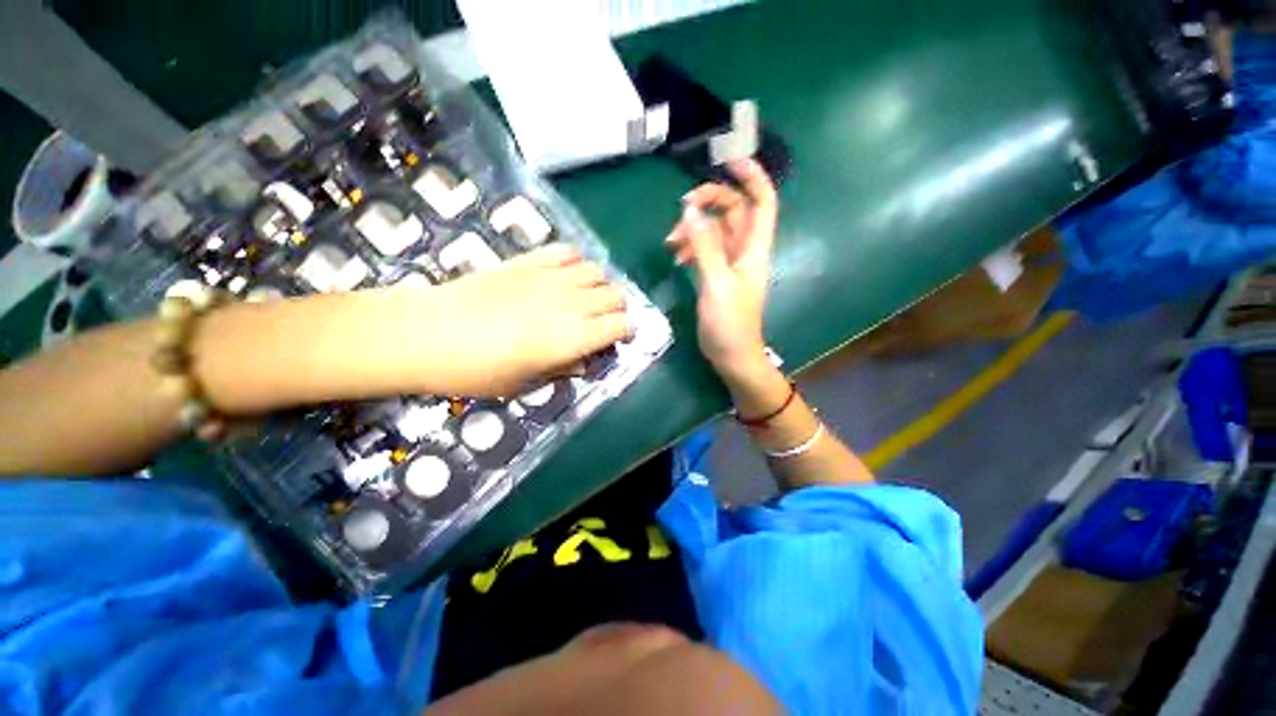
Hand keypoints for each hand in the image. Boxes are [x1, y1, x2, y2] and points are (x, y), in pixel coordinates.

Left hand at [421, 244, 631, 396]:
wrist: (424, 334)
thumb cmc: (474, 371)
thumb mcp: (522, 384)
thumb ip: (561, 370)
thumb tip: (583, 362)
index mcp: (571, 338)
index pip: (620, 326)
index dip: (627, 332)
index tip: (620, 338)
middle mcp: (569, 304)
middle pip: (615, 296)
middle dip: (617, 309)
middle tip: (604, 322)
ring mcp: (548, 278)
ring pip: (597, 271)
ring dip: (600, 285)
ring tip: (587, 298)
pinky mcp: (527, 261)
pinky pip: (566, 252)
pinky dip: (576, 261)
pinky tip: (567, 274)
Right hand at [665, 159, 778, 378]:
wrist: (732, 354)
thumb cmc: (729, 322)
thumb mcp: (716, 282)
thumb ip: (703, 246)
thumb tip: (690, 210)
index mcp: (754, 248)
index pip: (762, 201)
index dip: (752, 177)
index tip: (729, 160)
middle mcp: (745, 250)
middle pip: (733, 211)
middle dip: (710, 202)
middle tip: (683, 207)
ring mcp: (731, 262)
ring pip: (715, 230)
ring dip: (694, 228)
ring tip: (671, 241)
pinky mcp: (718, 274)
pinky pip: (705, 249)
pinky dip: (691, 247)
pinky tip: (677, 257)